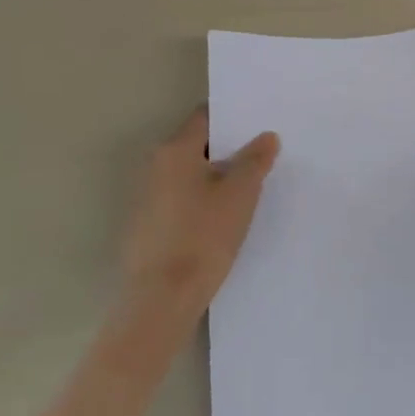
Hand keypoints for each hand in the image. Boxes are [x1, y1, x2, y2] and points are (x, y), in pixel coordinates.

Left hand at [120, 109, 278, 317]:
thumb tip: (266, 136)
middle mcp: (155, 165)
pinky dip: (203, 198)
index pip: (205, 117)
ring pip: (190, 173)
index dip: (233, 117)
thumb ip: (255, 160)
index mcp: (175, 150)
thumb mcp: (240, 194)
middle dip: (228, 148)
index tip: (259, 123)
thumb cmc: (203, 235)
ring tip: (250, 185)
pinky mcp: (148, 224)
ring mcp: (148, 196)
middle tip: (263, 154)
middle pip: (197, 145)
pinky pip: (181, 198)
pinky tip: (225, 216)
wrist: (162, 298)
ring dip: (216, 175)